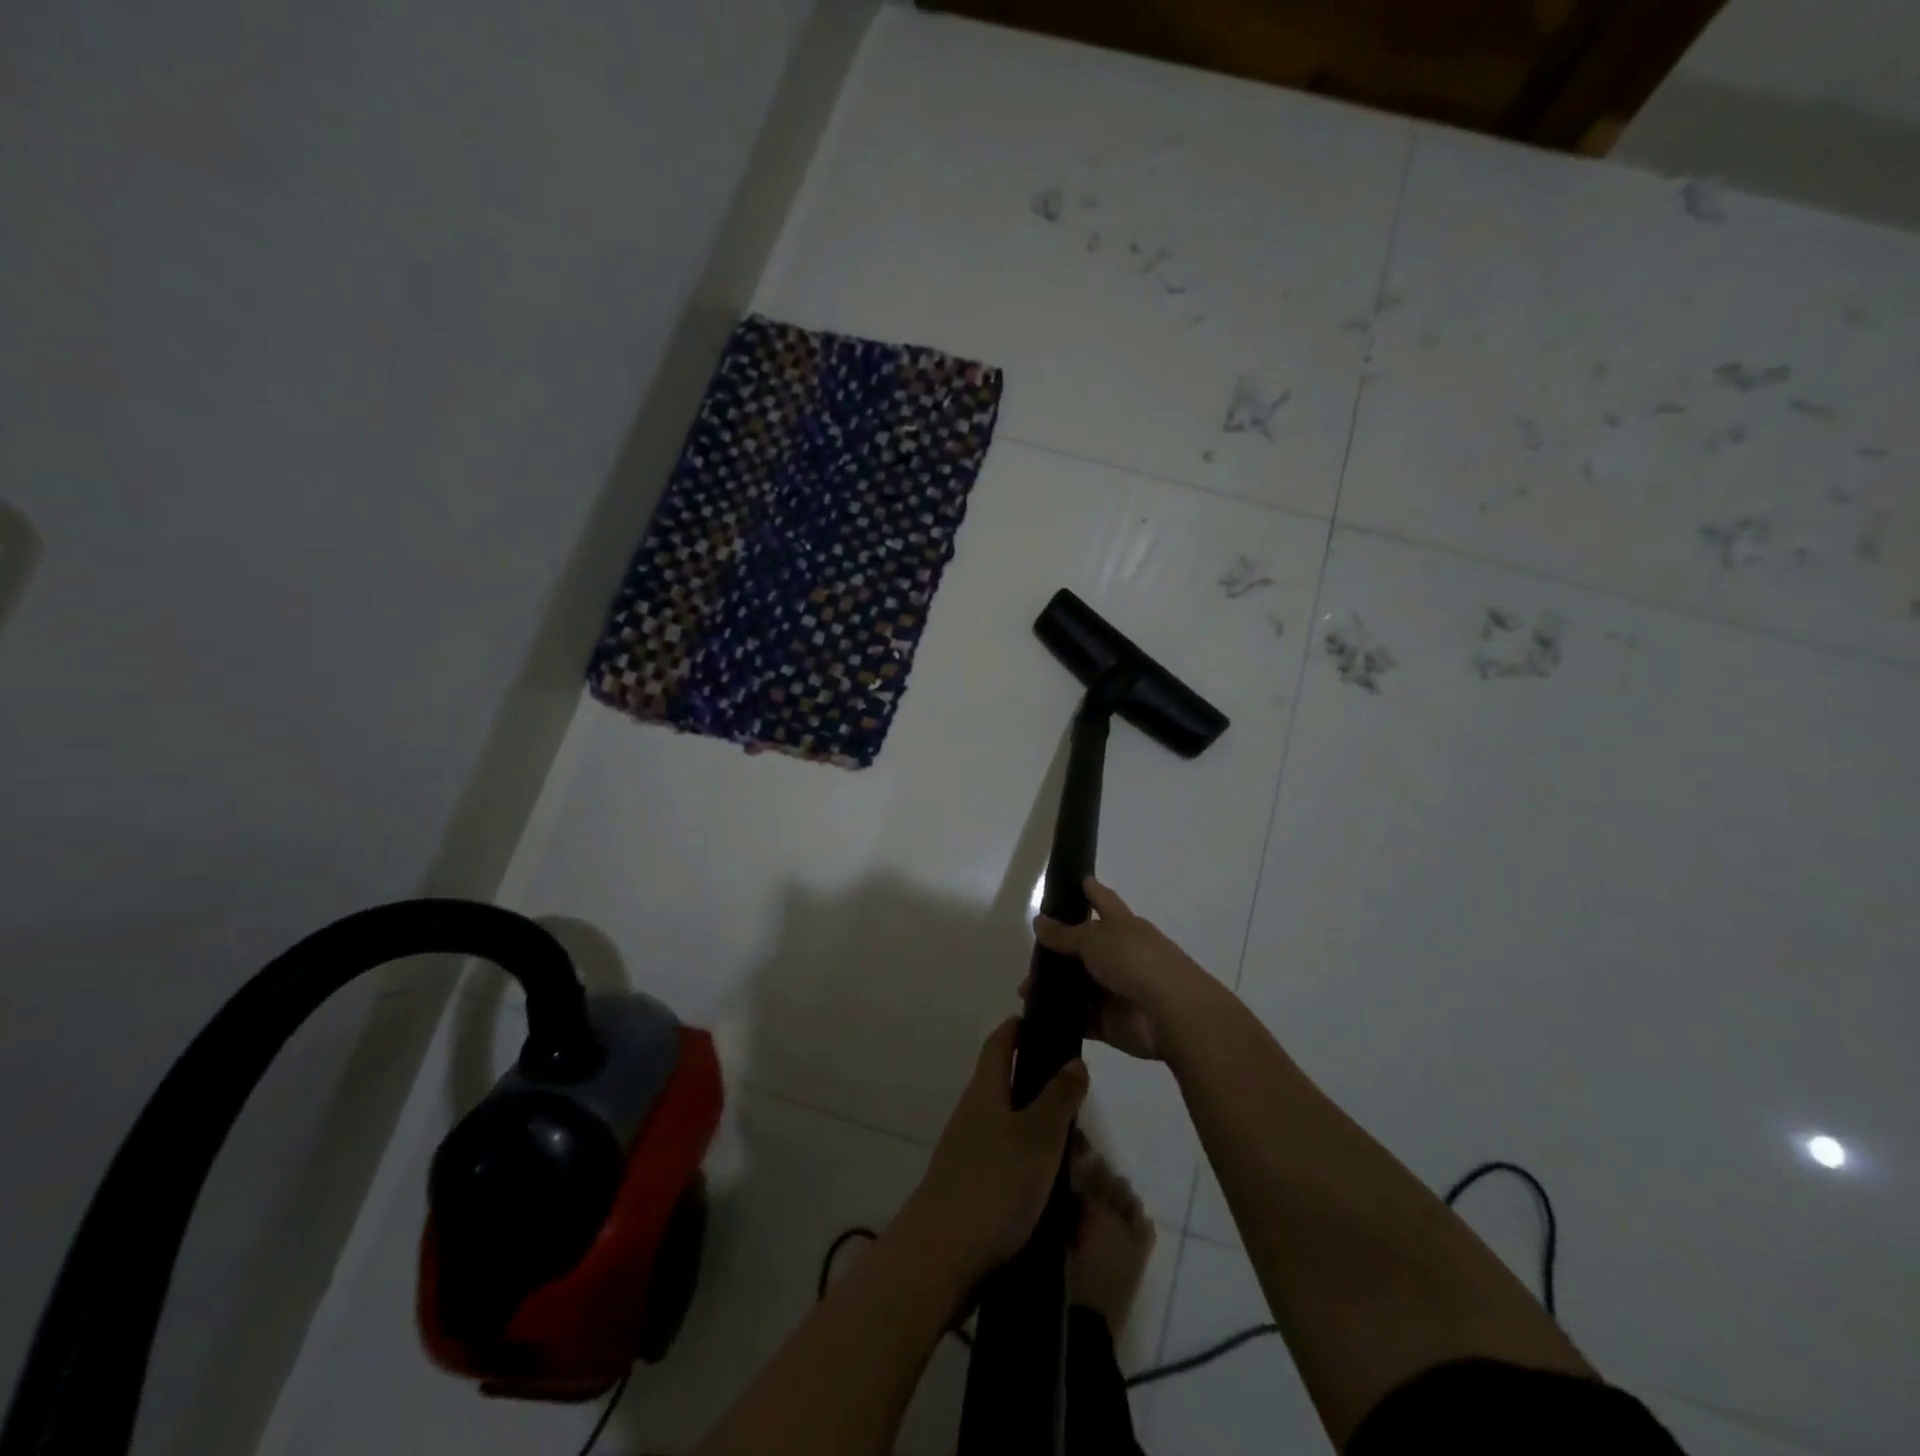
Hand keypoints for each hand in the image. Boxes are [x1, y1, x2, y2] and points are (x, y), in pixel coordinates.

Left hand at [903, 1018, 1087, 1277]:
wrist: (941, 1259)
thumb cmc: (994, 1185)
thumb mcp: (1038, 1136)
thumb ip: (1059, 1097)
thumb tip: (1073, 1059)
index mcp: (986, 1091)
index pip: (1001, 1042)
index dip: (1020, 1027)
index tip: (1047, 1022)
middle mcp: (975, 1117)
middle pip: (1016, 1093)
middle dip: (1052, 1107)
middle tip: (1084, 1126)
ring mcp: (972, 1156)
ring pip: (1021, 1140)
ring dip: (1051, 1153)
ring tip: (1083, 1182)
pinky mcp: (975, 1194)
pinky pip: (1015, 1177)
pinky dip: (1040, 1187)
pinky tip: (1065, 1217)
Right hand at [1028, 878, 1215, 1060]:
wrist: (1169, 1013)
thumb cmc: (1134, 961)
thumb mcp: (1094, 939)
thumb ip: (1065, 934)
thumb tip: (1039, 921)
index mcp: (1122, 926)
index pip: (1102, 900)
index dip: (1089, 889)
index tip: (1075, 879)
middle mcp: (1119, 955)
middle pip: (1084, 947)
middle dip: (1057, 950)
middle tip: (1027, 952)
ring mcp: (1115, 989)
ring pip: (1078, 984)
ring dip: (1054, 986)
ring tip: (1024, 989)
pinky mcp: (1110, 1022)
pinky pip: (1081, 1018)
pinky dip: (1062, 1016)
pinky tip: (1037, 1014)